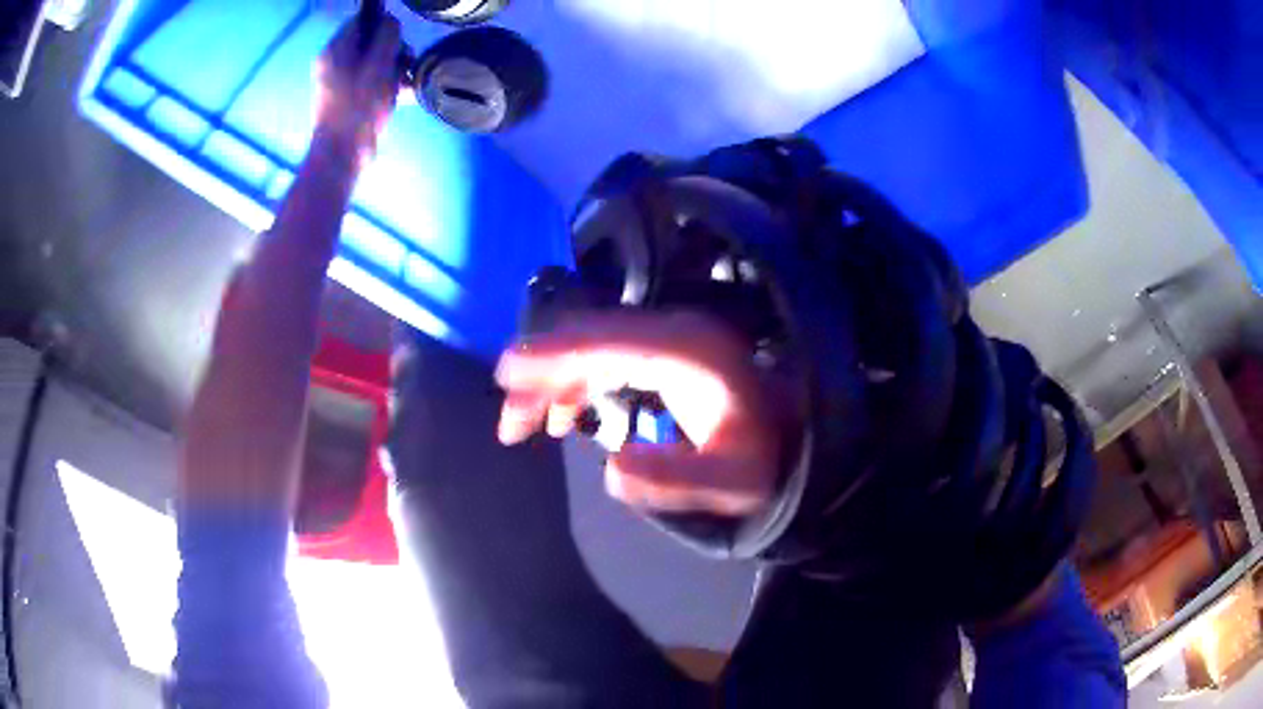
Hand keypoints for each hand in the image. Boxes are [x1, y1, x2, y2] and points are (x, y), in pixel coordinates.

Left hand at [313, 14, 401, 163]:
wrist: (342, 156)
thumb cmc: (359, 108)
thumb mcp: (379, 64)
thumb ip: (387, 36)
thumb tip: (391, 22)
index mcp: (336, 49)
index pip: (363, 19)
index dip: (385, 25)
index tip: (398, 42)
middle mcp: (335, 62)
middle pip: (372, 40)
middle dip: (394, 50)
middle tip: (404, 66)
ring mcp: (341, 82)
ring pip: (376, 61)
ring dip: (396, 69)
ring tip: (406, 84)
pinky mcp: (349, 99)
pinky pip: (373, 81)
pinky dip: (389, 84)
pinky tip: (404, 95)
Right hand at [495, 311, 793, 515]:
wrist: (793, 432)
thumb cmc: (762, 457)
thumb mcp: (728, 483)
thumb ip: (673, 480)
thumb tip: (611, 467)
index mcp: (687, 354)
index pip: (606, 344)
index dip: (553, 356)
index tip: (507, 374)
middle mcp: (673, 331)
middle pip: (589, 338)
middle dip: (540, 375)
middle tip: (509, 422)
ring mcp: (668, 334)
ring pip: (592, 344)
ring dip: (553, 378)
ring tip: (525, 425)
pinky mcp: (663, 347)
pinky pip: (606, 353)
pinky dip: (575, 378)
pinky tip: (562, 411)